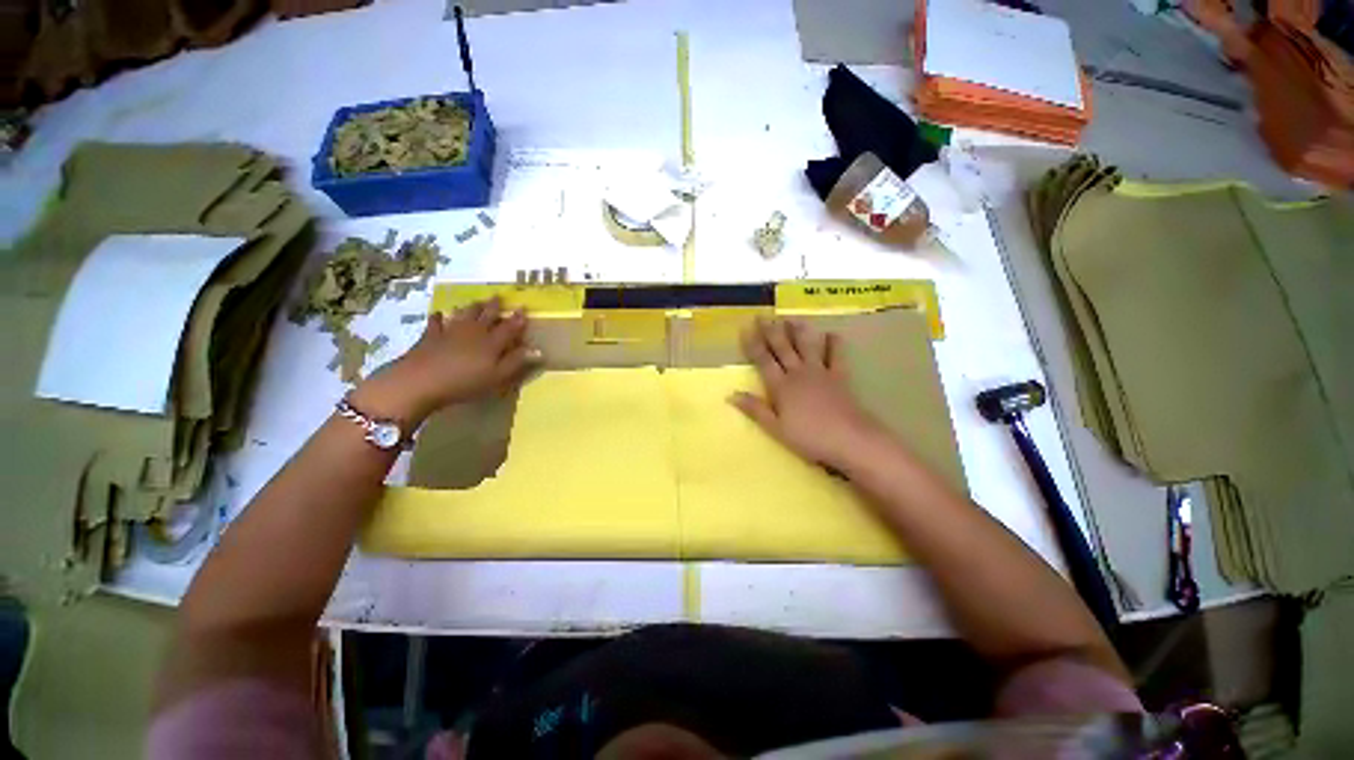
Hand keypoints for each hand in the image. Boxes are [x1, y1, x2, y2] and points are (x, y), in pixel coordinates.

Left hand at [352, 298, 536, 423]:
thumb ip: (517, 362)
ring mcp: (450, 332)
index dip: (517, 319)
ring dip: (471, 308)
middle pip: (486, 316)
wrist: (421, 381)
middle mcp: (474, 332)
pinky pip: (436, 323)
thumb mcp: (498, 376)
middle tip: (498, 296)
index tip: (523, 309)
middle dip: (494, 306)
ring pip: (464, 315)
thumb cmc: (466, 382)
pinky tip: (439, 314)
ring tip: (476, 301)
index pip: (509, 327)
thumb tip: (538, 350)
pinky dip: (439, 318)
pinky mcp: (430, 337)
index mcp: (492, 342)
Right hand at [731, 318, 883, 469]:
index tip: (745, 328)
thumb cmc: (808, 437)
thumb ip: (755, 409)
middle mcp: (798, 373)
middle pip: (782, 348)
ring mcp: (820, 372)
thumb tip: (731, 395)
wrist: (849, 438)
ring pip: (806, 346)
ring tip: (791, 318)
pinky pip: (836, 355)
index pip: (763, 360)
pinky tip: (831, 334)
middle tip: (763, 315)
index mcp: (781, 386)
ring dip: (798, 331)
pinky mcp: (840, 376)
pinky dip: (834, 344)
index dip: (753, 344)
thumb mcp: (776, 428)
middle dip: (771, 331)